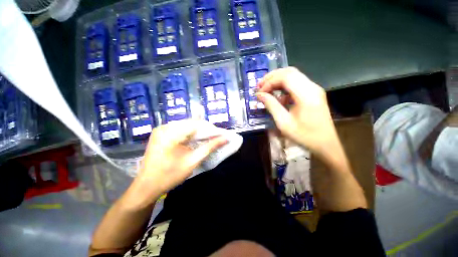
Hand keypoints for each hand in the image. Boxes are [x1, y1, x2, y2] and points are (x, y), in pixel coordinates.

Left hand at [132, 120, 227, 202]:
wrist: (146, 186)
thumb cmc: (169, 176)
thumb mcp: (192, 161)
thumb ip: (209, 147)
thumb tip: (225, 138)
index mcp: (170, 133)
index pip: (197, 124)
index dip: (210, 129)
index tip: (220, 136)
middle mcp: (165, 127)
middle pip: (191, 123)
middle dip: (205, 130)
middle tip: (214, 139)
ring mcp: (161, 129)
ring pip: (186, 125)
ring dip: (198, 132)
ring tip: (206, 140)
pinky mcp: (161, 133)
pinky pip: (180, 129)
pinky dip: (189, 134)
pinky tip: (194, 141)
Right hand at [256, 67, 337, 155]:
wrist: (325, 144)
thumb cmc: (304, 136)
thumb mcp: (283, 122)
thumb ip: (271, 105)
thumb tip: (259, 95)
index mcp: (306, 94)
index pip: (285, 77)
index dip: (269, 82)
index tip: (259, 93)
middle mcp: (312, 87)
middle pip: (289, 72)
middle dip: (272, 77)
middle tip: (259, 86)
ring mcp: (314, 89)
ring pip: (293, 76)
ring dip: (277, 80)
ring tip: (266, 89)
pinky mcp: (313, 94)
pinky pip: (297, 84)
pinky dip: (284, 87)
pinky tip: (278, 96)